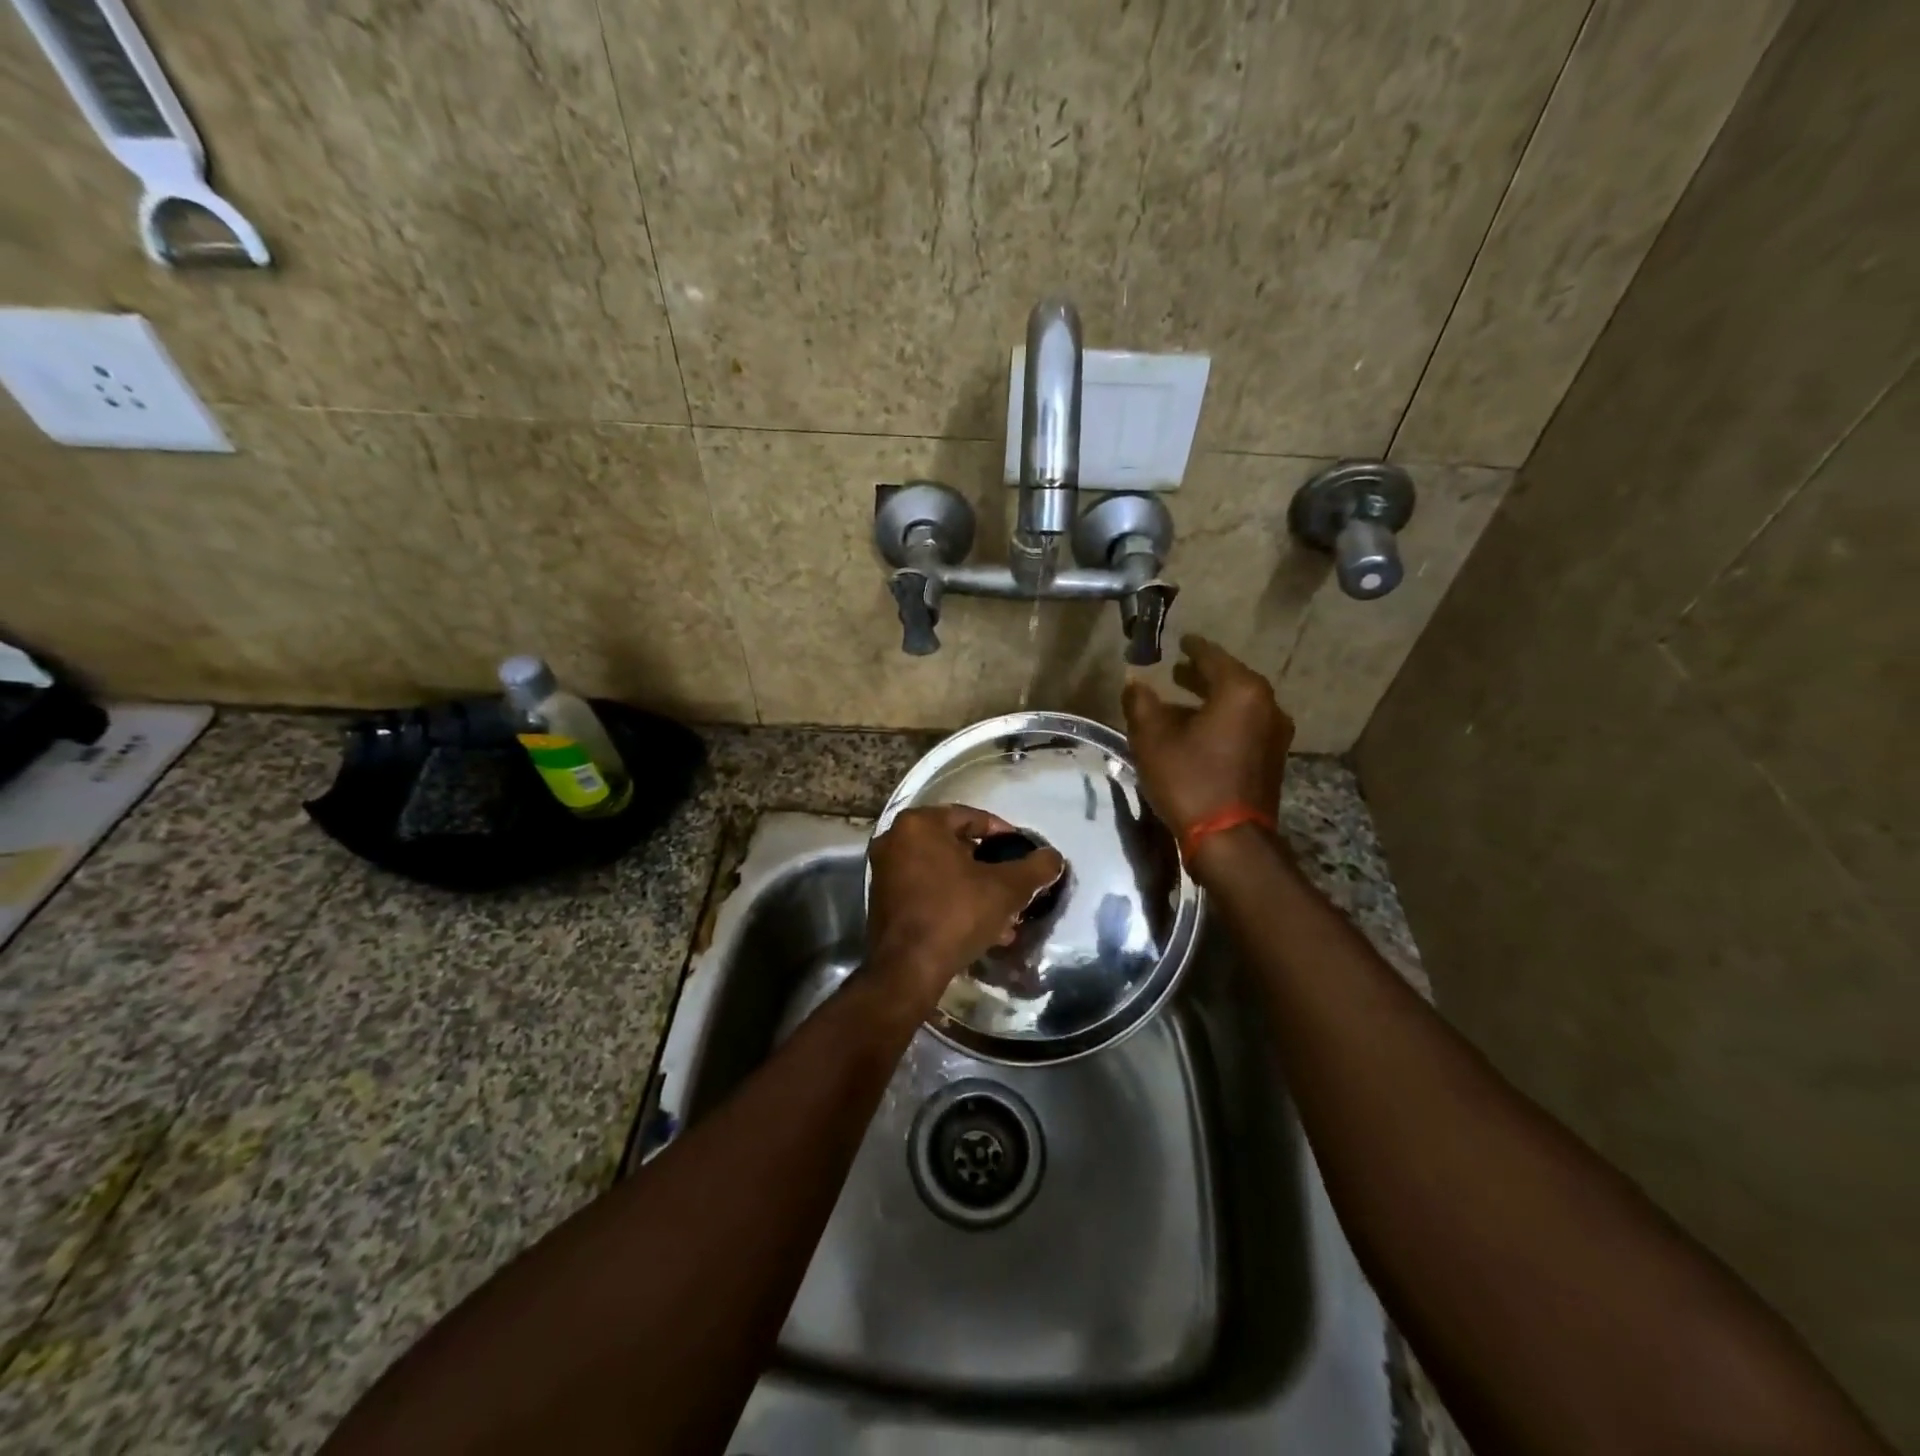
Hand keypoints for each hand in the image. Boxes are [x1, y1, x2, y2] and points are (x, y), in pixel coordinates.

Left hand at [866, 806, 1065, 1008]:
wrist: (908, 969)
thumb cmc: (956, 914)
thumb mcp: (1006, 888)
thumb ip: (1035, 868)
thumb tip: (1054, 857)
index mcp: (920, 824)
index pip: (972, 817)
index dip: (1004, 835)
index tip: (1023, 854)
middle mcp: (896, 839)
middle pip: (957, 846)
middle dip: (990, 868)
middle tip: (1014, 886)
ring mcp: (885, 871)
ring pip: (943, 872)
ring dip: (975, 890)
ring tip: (1005, 916)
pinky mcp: (882, 900)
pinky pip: (928, 891)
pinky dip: (953, 902)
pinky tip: (982, 930)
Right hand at [1121, 635, 1292, 856]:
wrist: (1230, 840)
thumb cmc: (1189, 780)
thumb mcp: (1152, 739)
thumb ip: (1141, 703)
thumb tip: (1134, 680)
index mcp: (1240, 691)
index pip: (1211, 656)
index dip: (1192, 647)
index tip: (1180, 641)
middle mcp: (1266, 705)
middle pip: (1230, 679)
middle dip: (1201, 675)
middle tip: (1176, 671)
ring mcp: (1275, 733)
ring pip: (1238, 704)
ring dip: (1211, 701)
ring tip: (1182, 703)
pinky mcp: (1273, 758)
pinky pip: (1245, 725)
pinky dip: (1223, 721)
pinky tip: (1199, 732)